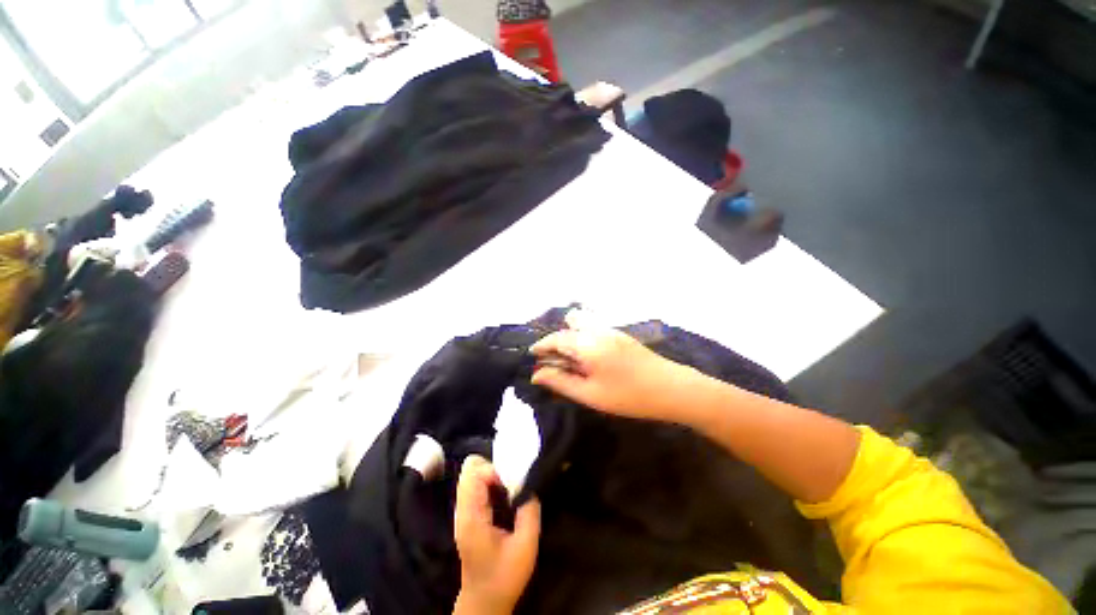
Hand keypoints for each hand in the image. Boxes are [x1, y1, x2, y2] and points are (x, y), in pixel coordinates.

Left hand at [453, 456, 539, 614]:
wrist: (484, 602)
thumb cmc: (504, 577)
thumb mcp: (525, 547)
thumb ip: (530, 512)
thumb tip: (531, 486)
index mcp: (471, 517)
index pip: (475, 475)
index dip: (495, 470)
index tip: (514, 480)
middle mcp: (462, 510)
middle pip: (470, 469)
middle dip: (493, 468)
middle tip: (512, 481)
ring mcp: (463, 511)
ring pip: (473, 475)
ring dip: (493, 475)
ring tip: (510, 488)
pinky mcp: (469, 514)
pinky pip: (476, 486)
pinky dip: (491, 483)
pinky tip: (505, 495)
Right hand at [529, 310, 695, 422]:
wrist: (672, 389)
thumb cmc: (628, 396)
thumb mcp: (590, 394)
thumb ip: (560, 381)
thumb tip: (536, 374)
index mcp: (587, 344)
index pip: (556, 338)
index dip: (542, 345)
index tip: (532, 354)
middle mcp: (597, 330)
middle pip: (569, 323)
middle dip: (557, 338)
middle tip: (556, 359)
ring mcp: (611, 329)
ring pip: (583, 322)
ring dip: (572, 334)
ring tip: (572, 359)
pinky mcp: (621, 334)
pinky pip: (594, 327)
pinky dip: (584, 336)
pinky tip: (591, 357)